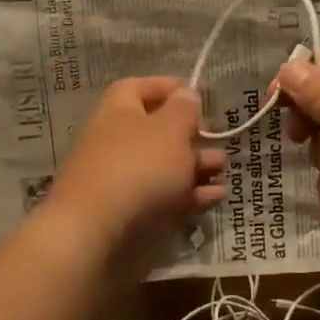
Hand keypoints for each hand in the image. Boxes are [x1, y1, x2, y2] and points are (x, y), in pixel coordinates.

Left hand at [42, 78, 225, 274]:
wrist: (95, 233)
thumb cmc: (138, 166)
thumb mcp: (171, 129)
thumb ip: (184, 109)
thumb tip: (186, 95)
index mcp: (118, 110)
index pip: (140, 87)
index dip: (169, 88)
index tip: (197, 96)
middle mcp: (116, 139)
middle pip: (156, 129)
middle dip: (190, 134)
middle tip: (217, 138)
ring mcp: (120, 178)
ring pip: (163, 165)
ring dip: (195, 164)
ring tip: (223, 167)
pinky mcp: (128, 212)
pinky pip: (163, 195)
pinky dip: (190, 194)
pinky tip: (216, 196)